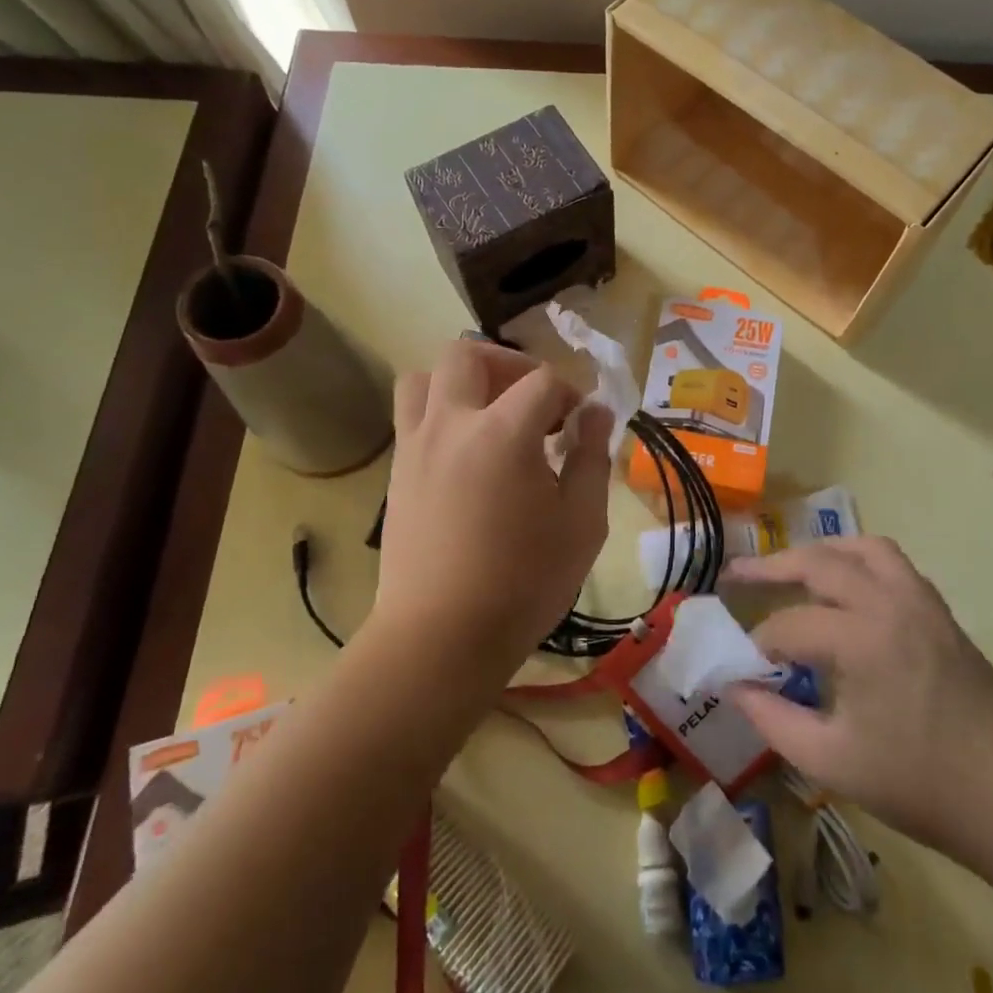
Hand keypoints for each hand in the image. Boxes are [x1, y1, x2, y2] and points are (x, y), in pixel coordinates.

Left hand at [375, 340, 611, 671]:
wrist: (441, 637)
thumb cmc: (524, 582)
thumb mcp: (582, 523)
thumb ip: (592, 457)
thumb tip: (595, 413)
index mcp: (503, 433)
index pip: (542, 381)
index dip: (570, 393)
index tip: (581, 424)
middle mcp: (452, 425)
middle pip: (468, 355)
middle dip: (509, 364)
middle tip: (533, 400)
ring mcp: (416, 446)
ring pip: (424, 378)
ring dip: (461, 382)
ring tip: (491, 415)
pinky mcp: (397, 473)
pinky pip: (413, 417)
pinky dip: (441, 414)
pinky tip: (469, 456)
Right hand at [726, 538, 992, 872]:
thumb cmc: (922, 787)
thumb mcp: (832, 762)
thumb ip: (773, 720)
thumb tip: (735, 687)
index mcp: (863, 638)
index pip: (790, 624)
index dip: (758, 643)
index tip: (741, 666)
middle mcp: (891, 602)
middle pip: (820, 562)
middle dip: (771, 566)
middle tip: (736, 574)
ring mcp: (923, 602)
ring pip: (864, 549)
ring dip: (822, 552)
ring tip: (792, 568)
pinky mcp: (942, 613)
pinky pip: (894, 565)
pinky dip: (860, 562)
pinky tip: (847, 590)